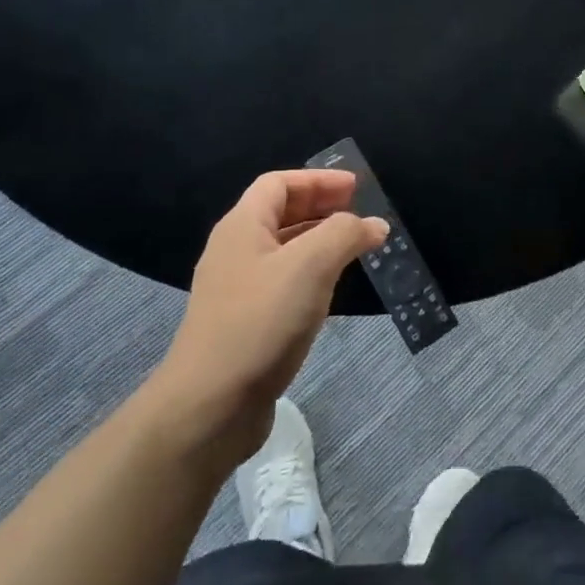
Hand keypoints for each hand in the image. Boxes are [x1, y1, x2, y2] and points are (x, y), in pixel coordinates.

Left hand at [152, 171, 387, 462]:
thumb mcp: (310, 267)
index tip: (357, 187)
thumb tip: (374, 223)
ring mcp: (237, 289)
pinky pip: (283, 283)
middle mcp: (235, 251)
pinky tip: (333, 289)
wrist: (210, 405)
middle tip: (361, 213)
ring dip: (319, 242)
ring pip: (283, 250)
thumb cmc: (260, 322)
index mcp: (242, 226)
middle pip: (280, 213)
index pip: (279, 183)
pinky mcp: (245, 323)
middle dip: (321, 207)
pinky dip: (311, 274)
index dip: (318, 179)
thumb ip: (344, 235)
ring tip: (356, 248)